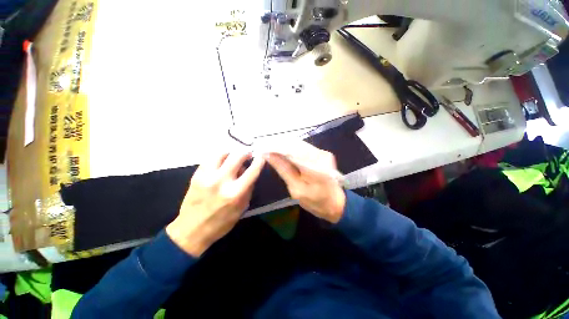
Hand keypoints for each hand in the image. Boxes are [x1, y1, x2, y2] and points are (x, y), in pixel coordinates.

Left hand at [166, 152, 264, 256]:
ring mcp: (207, 176)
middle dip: (246, 153)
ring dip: (231, 153)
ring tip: (234, 157)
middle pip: (237, 157)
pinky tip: (222, 161)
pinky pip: (210, 158)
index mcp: (235, 193)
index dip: (259, 161)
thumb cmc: (221, 222)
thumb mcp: (242, 207)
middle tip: (248, 154)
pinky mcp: (196, 175)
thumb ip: (249, 188)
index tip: (261, 156)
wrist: (191, 230)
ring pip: (222, 153)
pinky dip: (219, 157)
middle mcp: (221, 181)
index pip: (252, 171)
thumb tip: (251, 172)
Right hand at [265, 142, 345, 222]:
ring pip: (299, 144)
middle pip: (296, 144)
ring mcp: (323, 153)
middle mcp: (321, 155)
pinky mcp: (322, 153)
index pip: (291, 150)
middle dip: (279, 144)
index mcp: (315, 167)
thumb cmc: (315, 201)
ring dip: (284, 146)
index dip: (276, 147)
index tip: (262, 148)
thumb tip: (269, 155)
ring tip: (270, 148)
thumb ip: (283, 169)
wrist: (335, 203)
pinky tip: (283, 151)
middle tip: (264, 147)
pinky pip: (304, 148)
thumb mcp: (296, 189)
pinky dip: (292, 149)